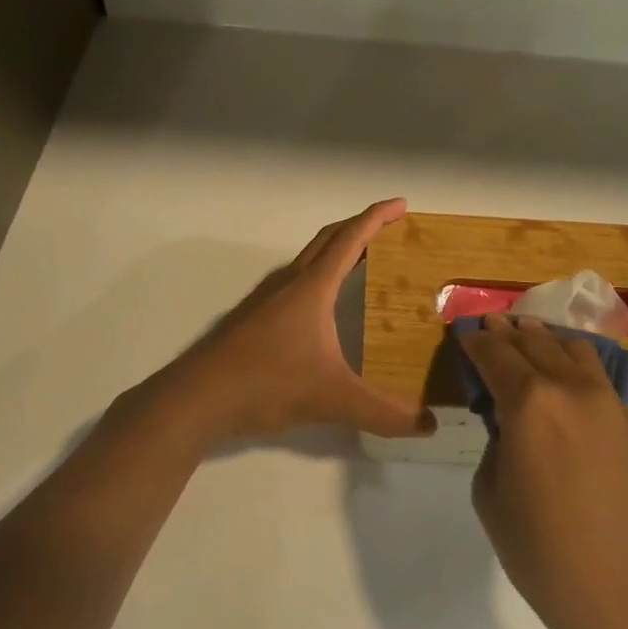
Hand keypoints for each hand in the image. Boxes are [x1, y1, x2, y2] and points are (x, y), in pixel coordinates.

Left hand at [151, 199, 436, 448]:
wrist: (198, 397)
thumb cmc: (268, 383)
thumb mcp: (334, 399)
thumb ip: (384, 413)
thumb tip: (430, 424)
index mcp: (312, 288)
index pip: (350, 239)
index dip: (377, 218)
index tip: (401, 204)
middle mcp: (289, 283)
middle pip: (328, 239)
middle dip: (359, 227)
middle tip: (389, 229)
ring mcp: (266, 298)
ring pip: (308, 260)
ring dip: (336, 251)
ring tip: (362, 264)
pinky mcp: (253, 317)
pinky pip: (294, 282)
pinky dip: (318, 277)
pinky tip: (322, 308)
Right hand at [460, 315, 627, 628]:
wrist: (622, 593)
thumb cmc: (540, 550)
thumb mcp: (491, 493)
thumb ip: (495, 443)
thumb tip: (509, 425)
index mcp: (529, 402)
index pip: (496, 355)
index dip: (476, 341)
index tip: (465, 332)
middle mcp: (570, 389)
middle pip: (535, 342)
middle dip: (508, 332)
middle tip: (492, 325)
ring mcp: (608, 404)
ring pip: (575, 349)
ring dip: (546, 338)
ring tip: (531, 334)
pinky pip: (599, 378)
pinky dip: (576, 364)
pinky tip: (567, 374)